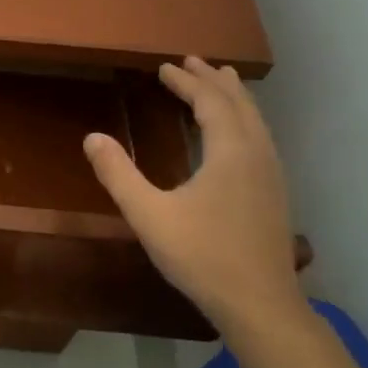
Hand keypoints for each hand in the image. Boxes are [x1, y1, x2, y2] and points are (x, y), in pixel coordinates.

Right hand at [83, 55, 309, 346]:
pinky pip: (260, 139)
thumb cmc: (202, 256)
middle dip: (214, 81)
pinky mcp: (275, 195)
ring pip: (256, 122)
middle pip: (239, 104)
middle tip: (192, 62)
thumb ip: (118, 174)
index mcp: (230, 152)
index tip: (164, 68)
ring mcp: (271, 175)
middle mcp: (257, 155)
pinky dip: (244, 121)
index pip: (210, 101)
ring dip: (234, 99)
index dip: (187, 81)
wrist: (259, 305)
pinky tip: (235, 136)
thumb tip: (92, 138)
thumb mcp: (149, 215)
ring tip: (221, 83)